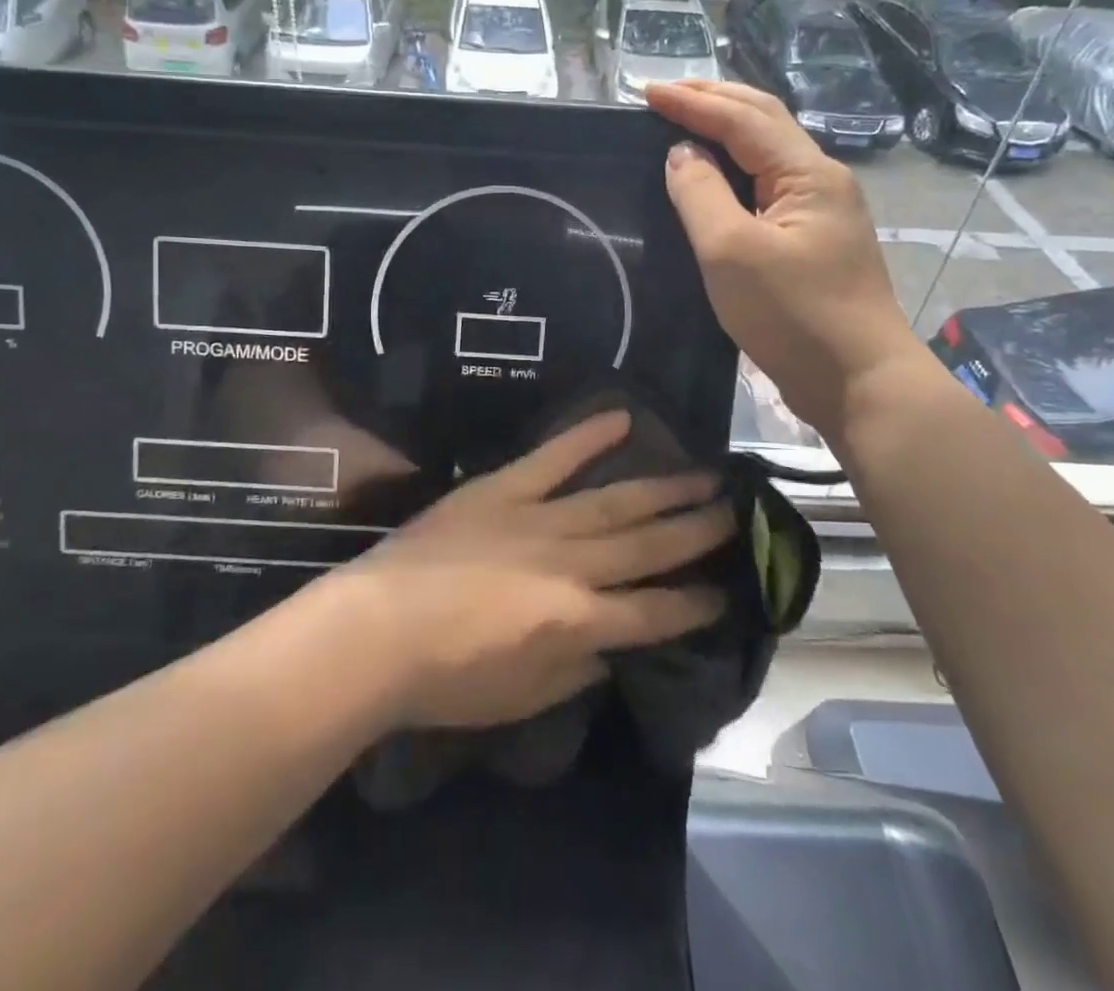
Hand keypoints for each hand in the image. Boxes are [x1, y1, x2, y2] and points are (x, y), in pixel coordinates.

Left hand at [335, 411, 730, 729]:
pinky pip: (552, 457)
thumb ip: (578, 670)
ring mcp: (537, 518)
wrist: (377, 629)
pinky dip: (586, 436)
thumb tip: (612, 647)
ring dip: (663, 489)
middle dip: (696, 531)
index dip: (696, 603)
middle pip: (647, 545)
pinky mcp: (501, 489)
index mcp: (579, 621)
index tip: (728, 590)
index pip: (655, 611)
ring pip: (615, 500)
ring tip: (704, 475)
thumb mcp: (523, 696)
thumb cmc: (447, 679)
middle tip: (736, 512)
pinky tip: (622, 416)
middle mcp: (572, 564)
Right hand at [646, 79, 915, 435]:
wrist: (859, 381)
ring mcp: (821, 211)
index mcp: (807, 172)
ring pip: (768, 153)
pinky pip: (768, 186)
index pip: (742, 119)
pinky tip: (714, 177)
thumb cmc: (793, 314)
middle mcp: (821, 179)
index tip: (643, 91)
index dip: (691, 101)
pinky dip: (735, 168)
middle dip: (713, 100)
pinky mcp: (813, 241)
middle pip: (764, 121)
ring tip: (683, 122)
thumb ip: (701, 194)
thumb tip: (682, 153)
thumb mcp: (730, 251)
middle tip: (664, 95)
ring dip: (725, 130)